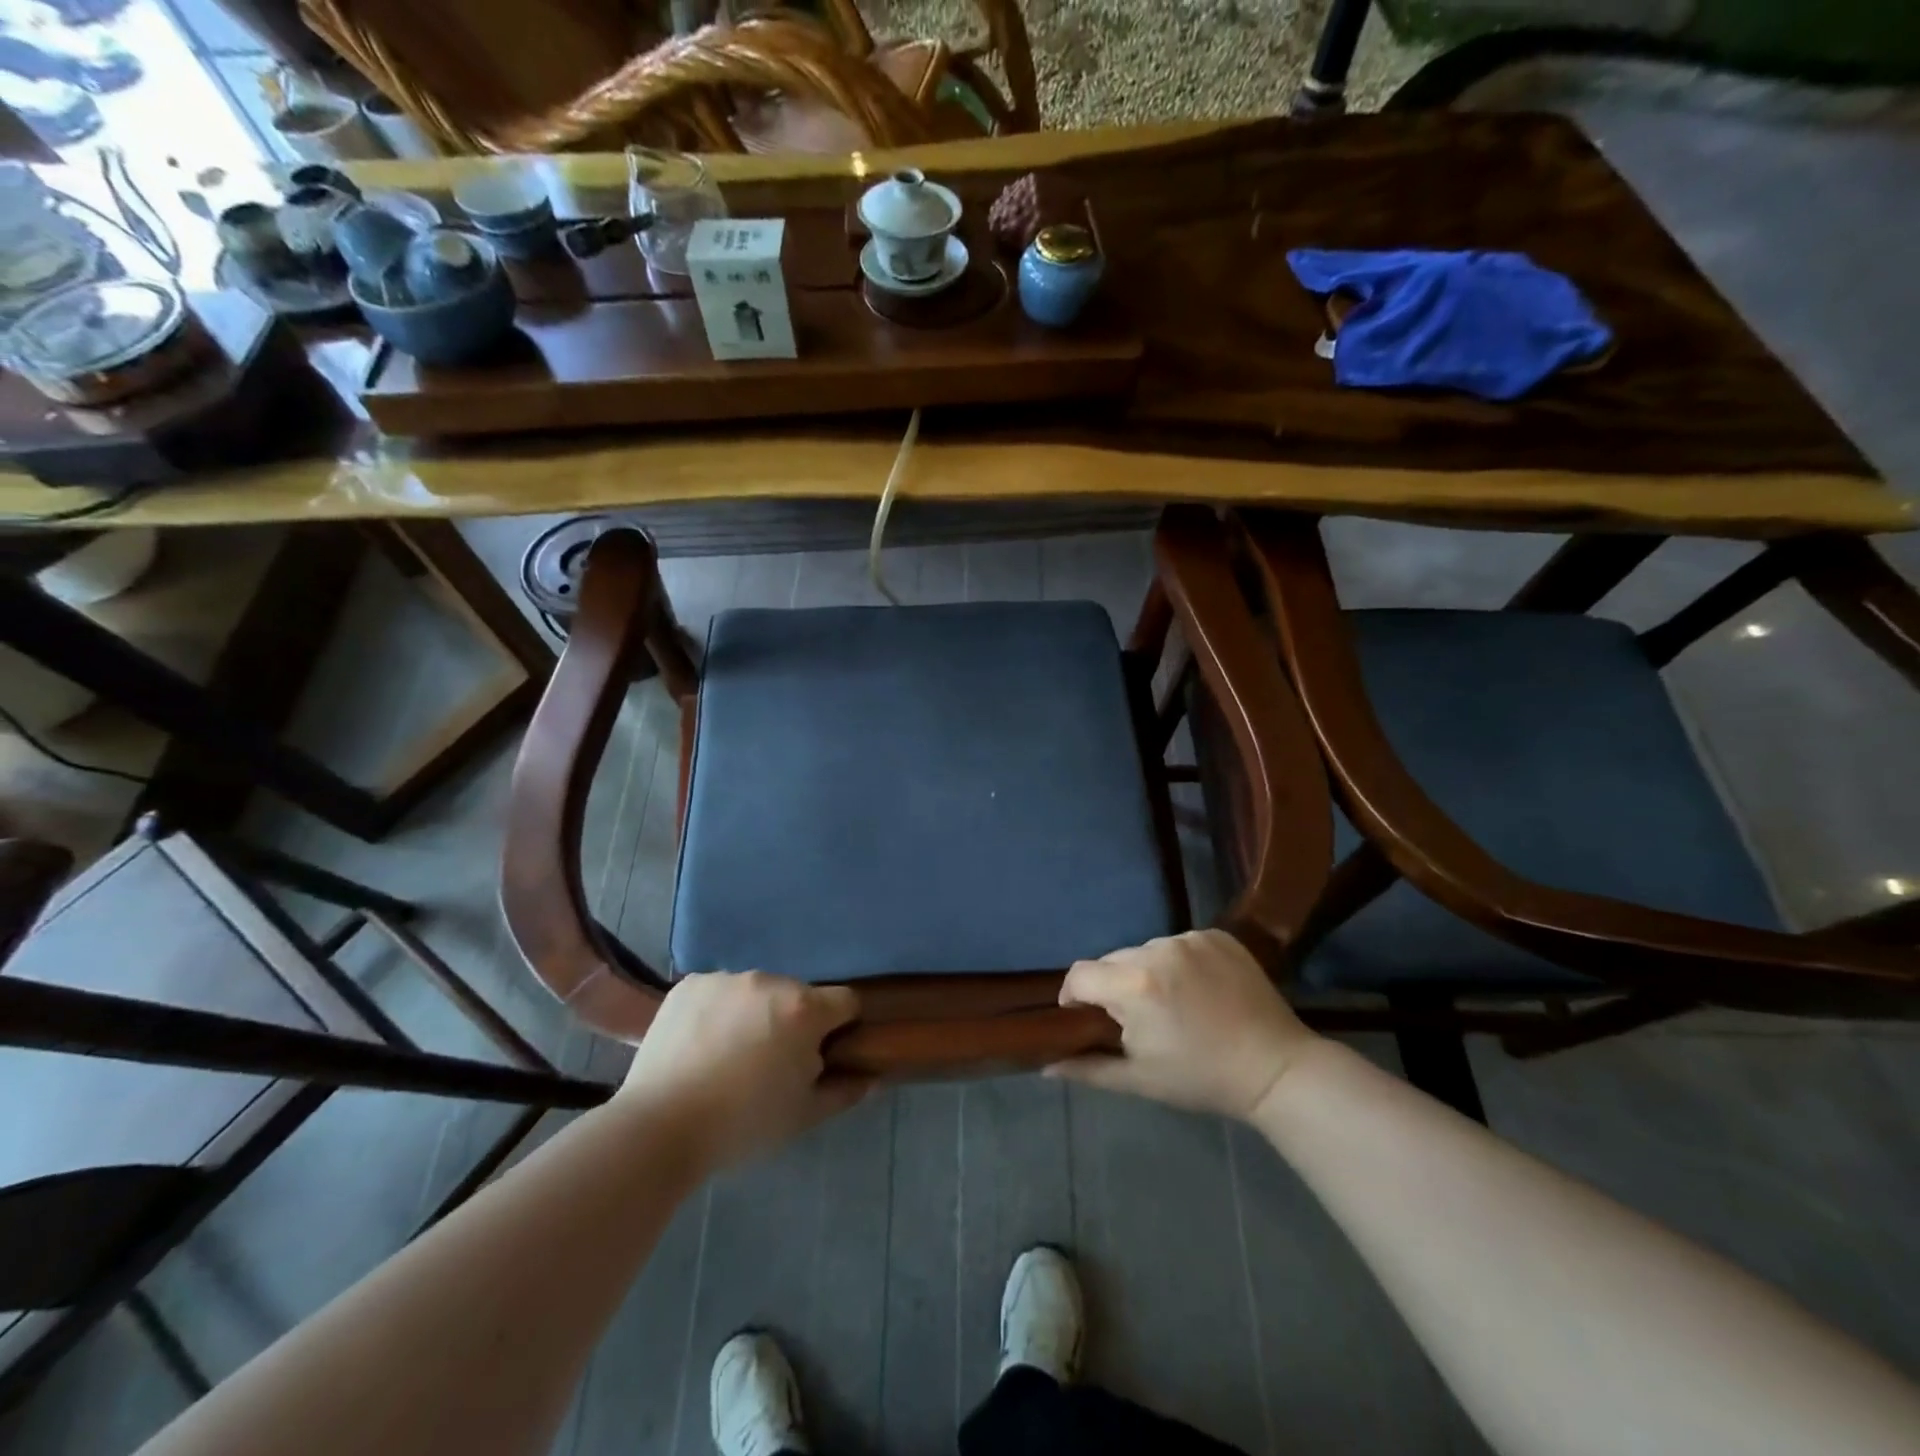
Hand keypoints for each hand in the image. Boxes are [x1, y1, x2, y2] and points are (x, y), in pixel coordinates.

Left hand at [616, 972, 870, 1172]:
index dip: (842, 1026)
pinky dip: (718, 1011)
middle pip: (798, 996)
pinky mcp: (690, 984)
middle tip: (771, 1063)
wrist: (658, 1128)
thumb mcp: (802, 1116)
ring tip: (729, 1056)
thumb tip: (872, 1078)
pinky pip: (718, 992)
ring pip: (756, 992)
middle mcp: (770, 981)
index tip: (824, 1053)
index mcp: (804, 1009)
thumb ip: (844, 1091)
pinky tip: (701, 1045)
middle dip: (793, 1022)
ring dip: (755, 1014)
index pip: (846, 1002)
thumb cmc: (742, 1125)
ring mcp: (726, 978)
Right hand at [1049, 930, 1318, 1119]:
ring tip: (1172, 1004)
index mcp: (1135, 985)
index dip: (1075, 996)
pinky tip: (1198, 989)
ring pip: (1146, 950)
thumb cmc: (1201, 1078)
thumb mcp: (1139, 1079)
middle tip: (1137, 1019)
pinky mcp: (1216, 934)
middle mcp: (1158, 949)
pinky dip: (1178, 963)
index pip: (1080, 974)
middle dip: (1115, 986)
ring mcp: (1190, 938)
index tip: (1086, 1017)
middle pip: (1113, 960)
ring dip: (1146, 972)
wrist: (1276, 1068)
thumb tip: (1044, 1067)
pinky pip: (1179, 943)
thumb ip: (1087, 1069)